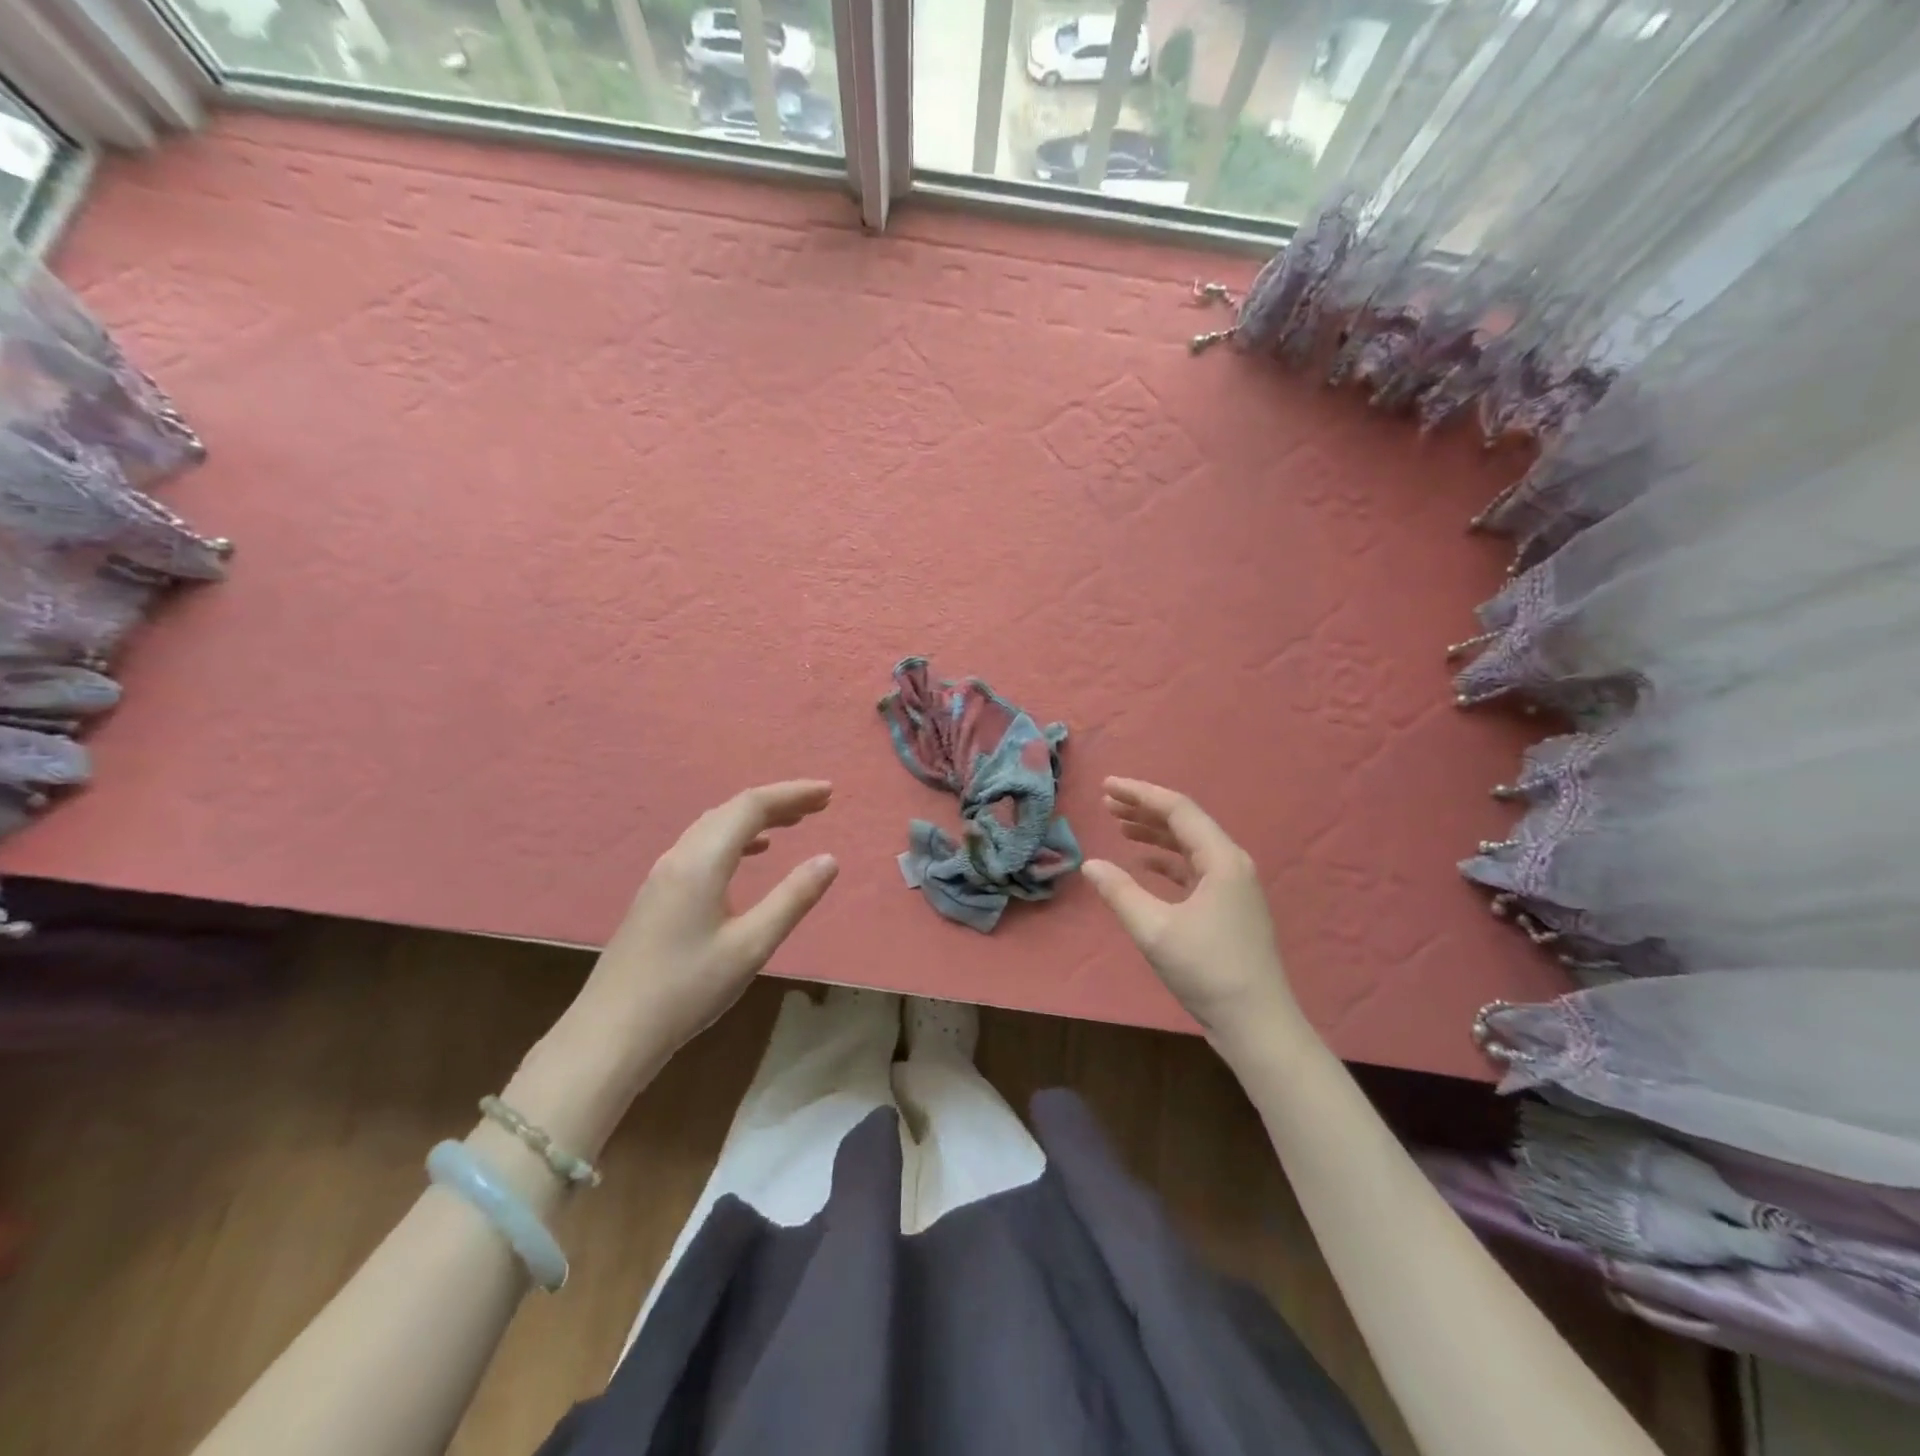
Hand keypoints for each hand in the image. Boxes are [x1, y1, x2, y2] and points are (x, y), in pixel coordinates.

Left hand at [577, 781, 838, 1064]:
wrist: (610, 1033)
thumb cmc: (687, 989)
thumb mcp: (751, 946)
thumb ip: (792, 898)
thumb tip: (828, 859)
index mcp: (702, 862)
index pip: (751, 806)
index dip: (792, 794)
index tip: (829, 792)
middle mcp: (679, 857)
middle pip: (732, 810)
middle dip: (778, 802)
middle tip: (820, 804)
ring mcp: (663, 875)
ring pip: (715, 827)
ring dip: (756, 818)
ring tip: (793, 822)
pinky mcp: (658, 895)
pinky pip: (702, 846)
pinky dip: (735, 839)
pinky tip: (751, 854)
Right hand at [1083, 778, 1300, 1042]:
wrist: (1257, 1024)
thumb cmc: (1207, 970)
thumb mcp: (1154, 930)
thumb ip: (1119, 893)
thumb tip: (1090, 864)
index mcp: (1222, 859)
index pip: (1177, 810)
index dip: (1140, 794)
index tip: (1107, 786)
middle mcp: (1232, 864)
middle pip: (1185, 823)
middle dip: (1145, 809)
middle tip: (1107, 802)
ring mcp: (1233, 887)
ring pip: (1189, 846)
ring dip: (1155, 834)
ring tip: (1120, 825)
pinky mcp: (1229, 908)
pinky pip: (1194, 869)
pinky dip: (1167, 862)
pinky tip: (1144, 865)